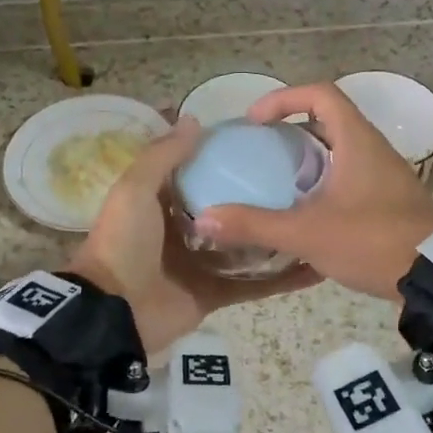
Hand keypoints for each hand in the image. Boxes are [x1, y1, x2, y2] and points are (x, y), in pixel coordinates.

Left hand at [66, 118, 318, 352]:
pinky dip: (281, 280)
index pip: (199, 173)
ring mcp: (202, 264)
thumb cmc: (124, 242)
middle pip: (229, 209)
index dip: (225, 157)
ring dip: (275, 235)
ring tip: (317, 216)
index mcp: (162, 203)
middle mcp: (184, 230)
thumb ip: (163, 156)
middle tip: (303, 178)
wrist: (114, 312)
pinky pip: (253, 285)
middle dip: (259, 196)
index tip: (262, 140)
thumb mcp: (135, 189)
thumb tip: (195, 120)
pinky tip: (315, 266)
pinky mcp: (216, 293)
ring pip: (246, 246)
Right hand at [194, 83, 432, 299]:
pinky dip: (323, 183)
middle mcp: (373, 149)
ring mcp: (385, 175)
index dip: (283, 98)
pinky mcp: (389, 200)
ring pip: (340, 151)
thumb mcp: (308, 233)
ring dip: (308, 159)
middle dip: (291, 130)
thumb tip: (206, 219)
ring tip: (276, 183)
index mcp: (357, 141)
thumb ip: (256, 225)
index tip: (255, 121)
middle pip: (329, 120)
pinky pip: (350, 177)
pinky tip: (305, 212)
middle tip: (261, 152)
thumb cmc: (372, 241)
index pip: (320, 94)